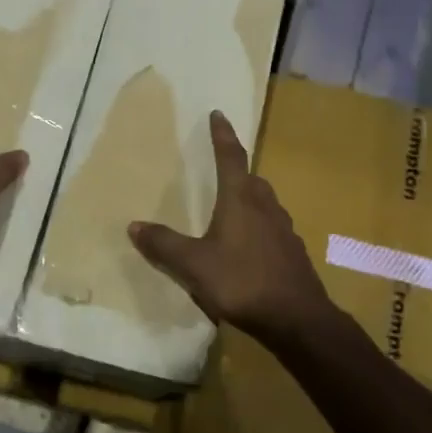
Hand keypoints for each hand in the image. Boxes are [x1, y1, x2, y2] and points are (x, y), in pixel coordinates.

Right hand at [128, 111, 331, 341]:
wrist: (297, 318)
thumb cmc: (242, 282)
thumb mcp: (194, 265)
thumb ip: (164, 245)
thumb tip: (134, 225)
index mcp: (241, 200)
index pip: (230, 157)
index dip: (222, 135)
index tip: (218, 114)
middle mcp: (265, 206)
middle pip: (251, 179)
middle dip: (236, 169)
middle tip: (221, 167)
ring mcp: (283, 229)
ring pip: (264, 202)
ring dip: (249, 197)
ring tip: (233, 207)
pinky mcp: (293, 252)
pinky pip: (272, 227)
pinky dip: (259, 226)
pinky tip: (250, 246)